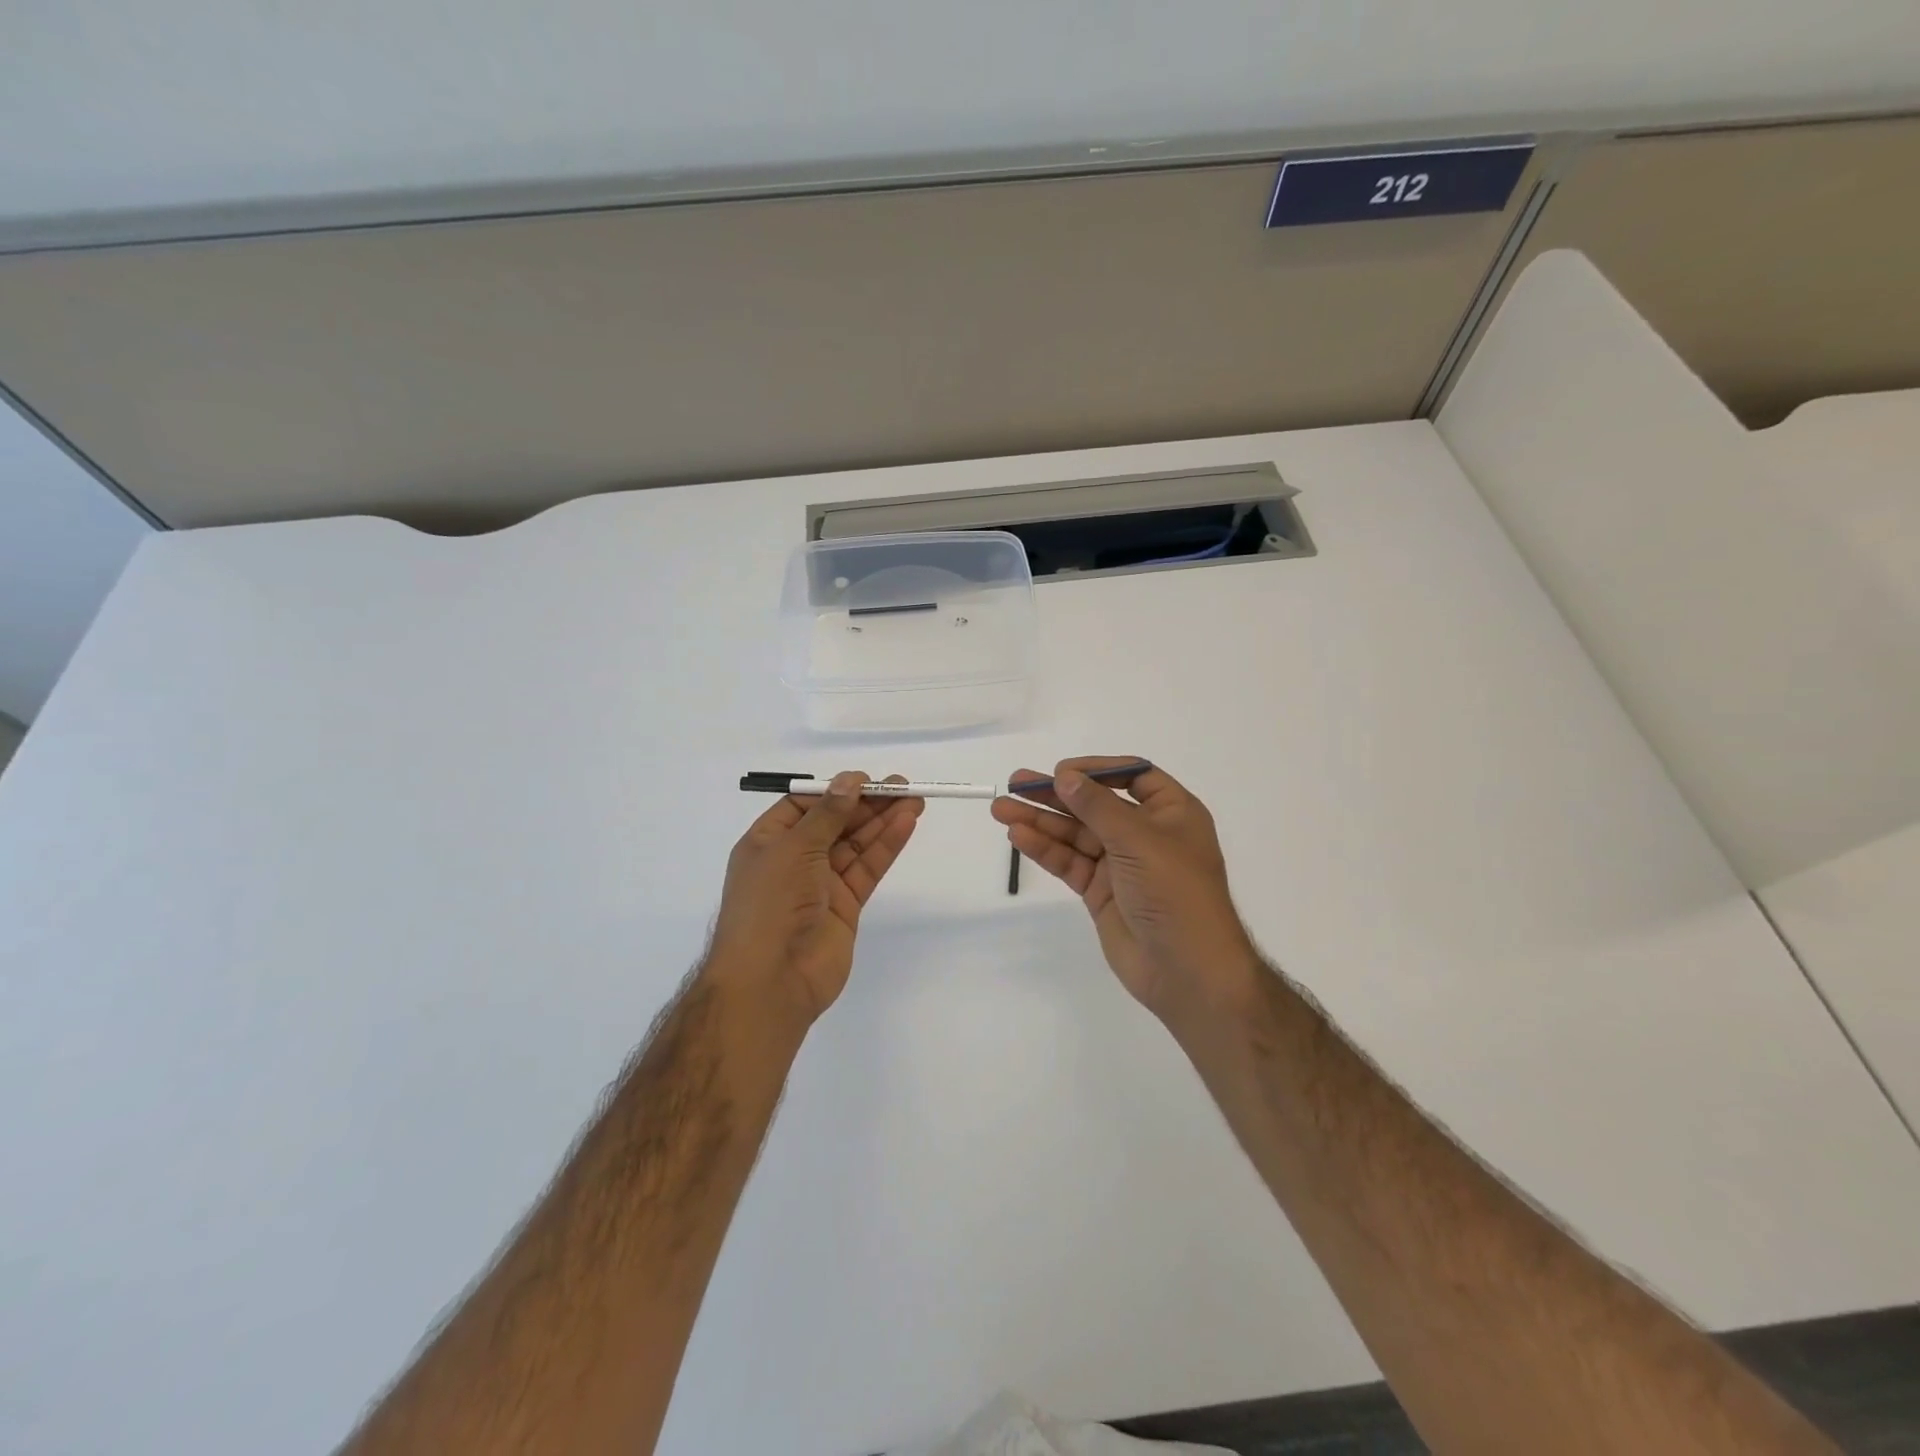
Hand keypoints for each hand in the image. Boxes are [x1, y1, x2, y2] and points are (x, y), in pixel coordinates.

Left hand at [709, 771, 922, 1020]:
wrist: (771, 980)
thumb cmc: (770, 904)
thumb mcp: (794, 848)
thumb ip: (827, 815)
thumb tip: (849, 781)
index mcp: (767, 842)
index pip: (803, 806)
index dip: (835, 791)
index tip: (866, 780)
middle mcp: (793, 860)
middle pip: (835, 823)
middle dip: (866, 804)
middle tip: (903, 786)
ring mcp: (820, 884)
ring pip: (856, 845)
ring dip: (883, 821)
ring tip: (915, 800)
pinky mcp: (845, 906)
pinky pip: (867, 869)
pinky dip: (886, 847)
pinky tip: (905, 825)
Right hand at [991, 757, 1262, 1025]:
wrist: (1188, 971)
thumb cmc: (1175, 892)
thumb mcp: (1139, 839)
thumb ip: (1097, 806)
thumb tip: (1064, 775)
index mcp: (1171, 812)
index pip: (1132, 776)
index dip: (1097, 769)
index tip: (1062, 770)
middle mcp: (1146, 833)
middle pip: (1095, 804)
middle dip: (1056, 794)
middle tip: (1016, 782)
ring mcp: (1122, 864)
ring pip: (1076, 834)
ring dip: (1040, 821)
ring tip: (1001, 809)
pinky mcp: (1101, 891)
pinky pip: (1070, 862)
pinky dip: (1045, 849)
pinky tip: (1019, 836)